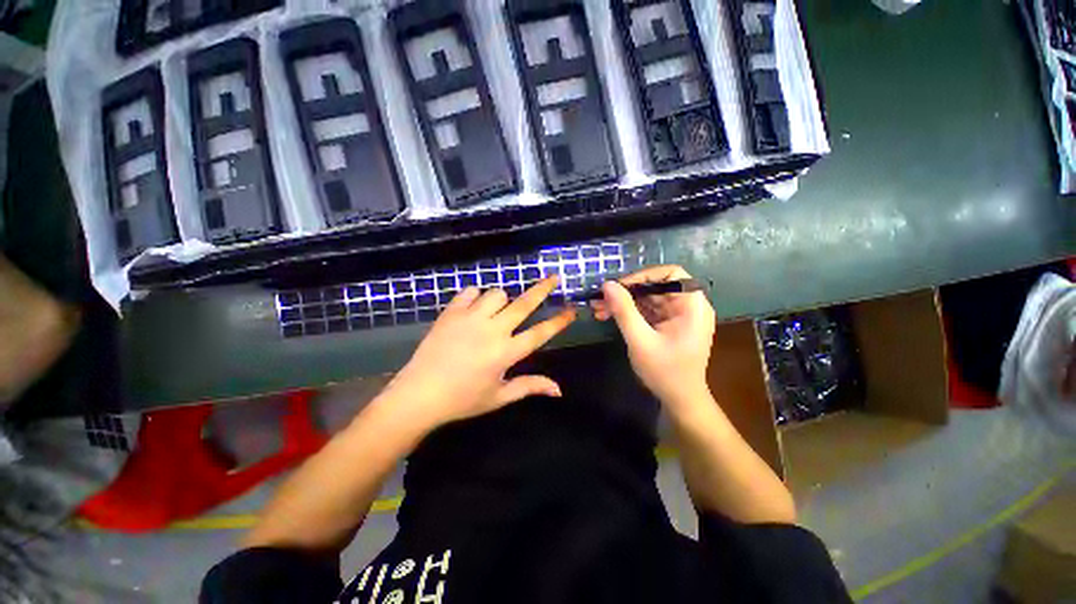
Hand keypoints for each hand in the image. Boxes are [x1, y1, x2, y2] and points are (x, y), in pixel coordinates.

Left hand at [383, 276, 575, 429]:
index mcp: (506, 352)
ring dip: (503, 299)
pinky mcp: (451, 312)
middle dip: (543, 289)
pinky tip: (473, 308)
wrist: (418, 395)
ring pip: (497, 293)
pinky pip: (470, 291)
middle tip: (554, 277)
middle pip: (523, 304)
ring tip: (497, 311)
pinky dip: (476, 297)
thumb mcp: (499, 396)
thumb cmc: (462, 400)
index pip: (540, 333)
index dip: (559, 321)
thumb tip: (559, 390)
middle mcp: (492, 330)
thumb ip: (530, 387)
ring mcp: (470, 318)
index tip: (572, 310)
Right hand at [592, 265, 714, 409]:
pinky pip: (647, 310)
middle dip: (626, 292)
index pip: (671, 274)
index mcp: (692, 306)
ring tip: (598, 309)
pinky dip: (628, 312)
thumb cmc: (665, 372)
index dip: (644, 275)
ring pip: (648, 298)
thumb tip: (607, 284)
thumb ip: (624, 311)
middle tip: (601, 299)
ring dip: (623, 302)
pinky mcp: (668, 323)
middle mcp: (688, 305)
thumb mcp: (640, 341)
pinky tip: (608, 315)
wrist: (680, 400)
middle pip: (656, 286)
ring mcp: (678, 315)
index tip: (619, 286)